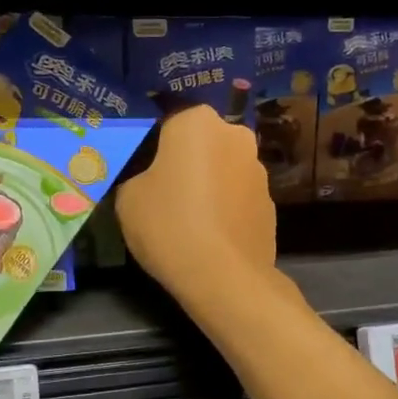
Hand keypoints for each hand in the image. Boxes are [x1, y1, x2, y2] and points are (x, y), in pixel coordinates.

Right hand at [116, 106, 275, 305]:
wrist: (224, 277)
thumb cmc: (169, 224)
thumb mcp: (127, 196)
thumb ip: (136, 176)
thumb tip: (148, 179)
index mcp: (197, 122)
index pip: (167, 121)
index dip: (150, 145)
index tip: (138, 169)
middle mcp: (234, 135)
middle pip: (200, 142)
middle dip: (184, 160)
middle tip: (161, 190)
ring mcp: (258, 170)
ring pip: (222, 168)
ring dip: (207, 183)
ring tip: (186, 216)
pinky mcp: (270, 203)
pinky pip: (237, 196)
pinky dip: (224, 207)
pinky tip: (208, 233)